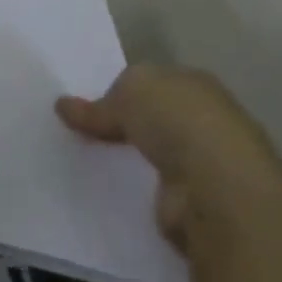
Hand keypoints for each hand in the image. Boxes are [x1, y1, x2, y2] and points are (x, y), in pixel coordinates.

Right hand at [56, 65, 281, 253]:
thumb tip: (64, 106)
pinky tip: (117, 190)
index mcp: (196, 83)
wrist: (217, 187)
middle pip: (158, 118)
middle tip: (86, 135)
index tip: (91, 107)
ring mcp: (209, 161)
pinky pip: (161, 186)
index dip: (123, 91)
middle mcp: (209, 118)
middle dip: (129, 125)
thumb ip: (99, 104)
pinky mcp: (201, 199)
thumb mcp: (127, 93)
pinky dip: (142, 187)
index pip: (155, 82)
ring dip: (136, 158)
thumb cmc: (177, 122)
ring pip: (160, 153)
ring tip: (93, 164)